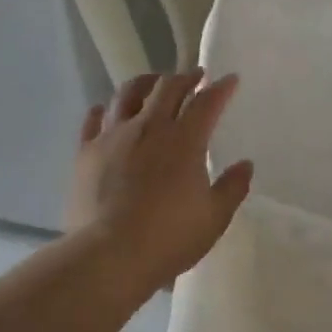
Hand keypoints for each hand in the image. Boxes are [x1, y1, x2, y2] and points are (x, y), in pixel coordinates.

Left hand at [65, 70, 253, 284]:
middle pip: (168, 88)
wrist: (108, 255)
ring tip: (153, 83)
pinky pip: (93, 120)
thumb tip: (245, 165)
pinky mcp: (86, 152)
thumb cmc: (168, 238)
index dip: (220, 88)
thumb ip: (232, 188)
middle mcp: (149, 128)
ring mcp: (113, 136)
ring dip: (146, 83)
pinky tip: (106, 111)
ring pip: (128, 93)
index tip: (229, 80)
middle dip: (185, 77)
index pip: (207, 103)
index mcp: (184, 141)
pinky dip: (105, 110)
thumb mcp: (213, 218)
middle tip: (194, 76)